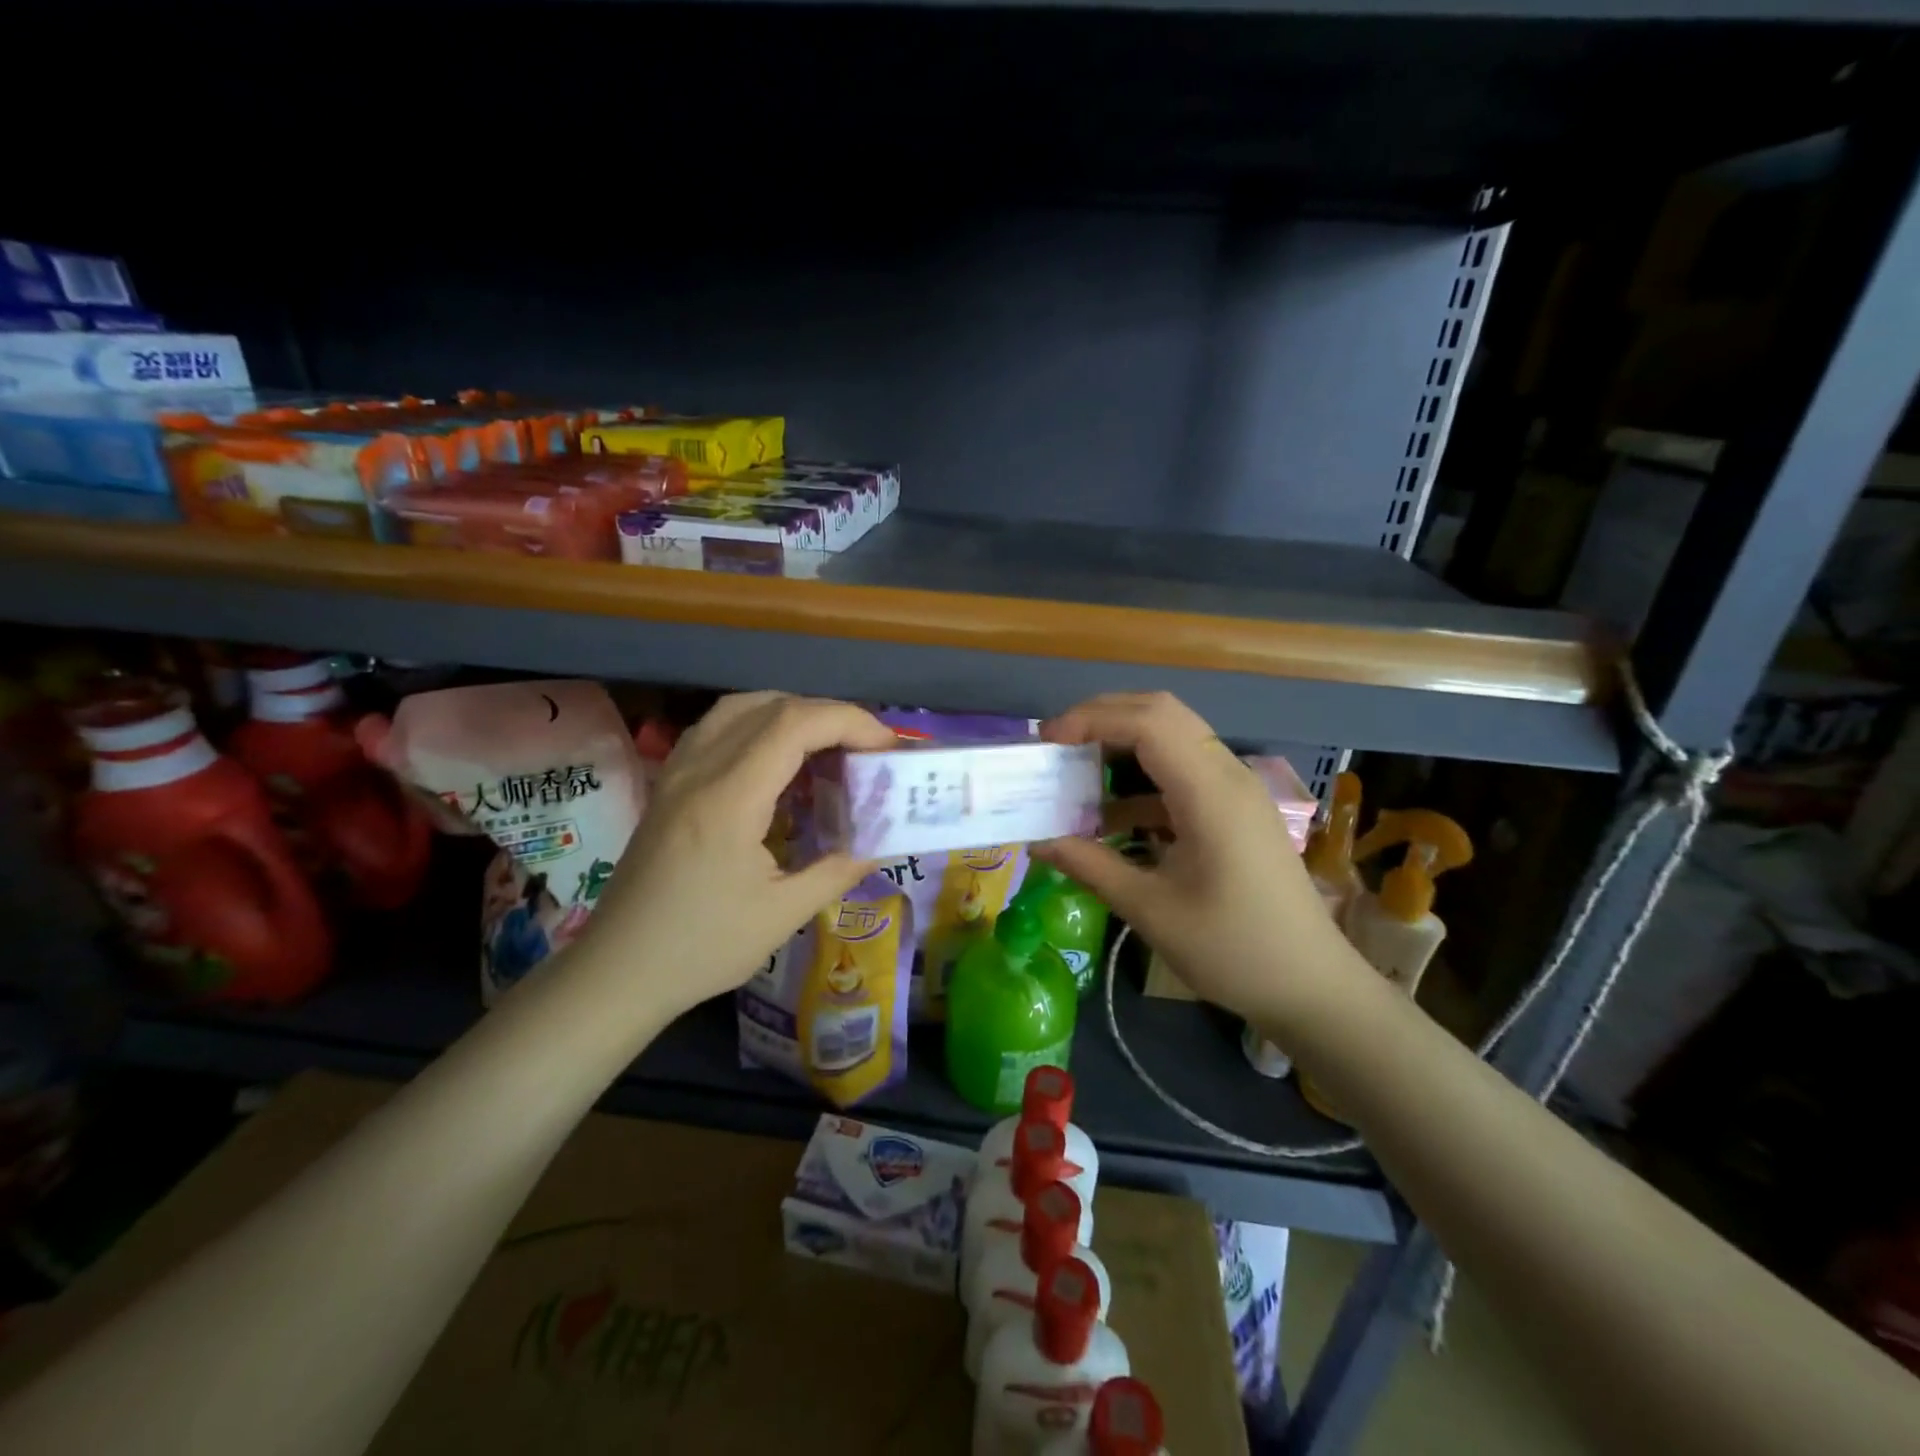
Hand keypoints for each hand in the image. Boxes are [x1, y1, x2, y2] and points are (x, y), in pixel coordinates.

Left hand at [577, 692, 892, 1017]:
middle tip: (865, 749)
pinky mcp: (669, 785)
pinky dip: (758, 726)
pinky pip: (717, 729)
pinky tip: (777, 761)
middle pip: (771, 706)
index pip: (794, 724)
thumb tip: (880, 844)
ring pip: (739, 709)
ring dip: (791, 714)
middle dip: (829, 716)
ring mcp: (677, 773)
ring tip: (827, 746)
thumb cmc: (701, 948)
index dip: (849, 721)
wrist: (618, 971)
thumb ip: (837, 870)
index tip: (886, 746)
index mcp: (729, 798)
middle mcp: (699, 770)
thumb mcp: (782, 916)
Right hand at [1035, 692, 1354, 1027]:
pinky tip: (1111, 817)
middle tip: (1057, 746)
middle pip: (1162, 713)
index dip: (1092, 719)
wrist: (1311, 986)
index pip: (1147, 722)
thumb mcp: (1151, 910)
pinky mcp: (1235, 809)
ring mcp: (1236, 790)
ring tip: (1076, 774)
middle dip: (1104, 717)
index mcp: (1211, 793)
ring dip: (1122, 745)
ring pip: (1173, 738)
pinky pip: (1183, 771)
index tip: (1047, 743)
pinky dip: (1142, 779)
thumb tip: (1037, 842)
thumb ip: (1090, 865)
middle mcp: (1227, 775)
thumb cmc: (1233, 950)